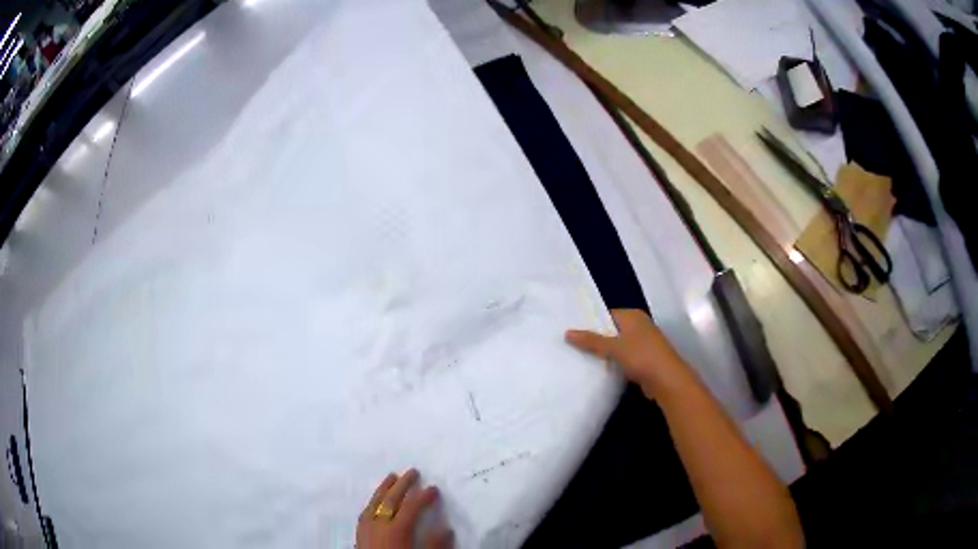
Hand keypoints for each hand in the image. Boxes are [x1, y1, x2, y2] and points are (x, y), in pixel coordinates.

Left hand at [357, 469, 452, 548]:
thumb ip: (435, 545)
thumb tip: (446, 527)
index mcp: (396, 531)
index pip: (410, 507)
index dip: (423, 496)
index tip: (434, 488)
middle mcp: (378, 526)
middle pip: (390, 500)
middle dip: (402, 485)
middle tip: (413, 471)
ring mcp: (366, 529)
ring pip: (374, 503)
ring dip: (383, 489)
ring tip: (391, 476)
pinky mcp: (359, 535)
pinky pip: (365, 512)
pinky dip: (372, 502)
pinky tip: (375, 501)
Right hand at [566, 309, 689, 398]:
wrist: (667, 380)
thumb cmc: (642, 357)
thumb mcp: (613, 347)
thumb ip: (591, 341)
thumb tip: (567, 332)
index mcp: (633, 316)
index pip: (606, 314)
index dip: (590, 322)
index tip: (571, 331)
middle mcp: (639, 326)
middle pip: (611, 330)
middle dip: (595, 338)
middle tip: (571, 345)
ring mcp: (643, 343)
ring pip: (617, 345)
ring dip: (604, 352)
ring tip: (579, 357)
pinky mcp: (643, 360)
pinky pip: (623, 358)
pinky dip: (613, 363)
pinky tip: (598, 370)